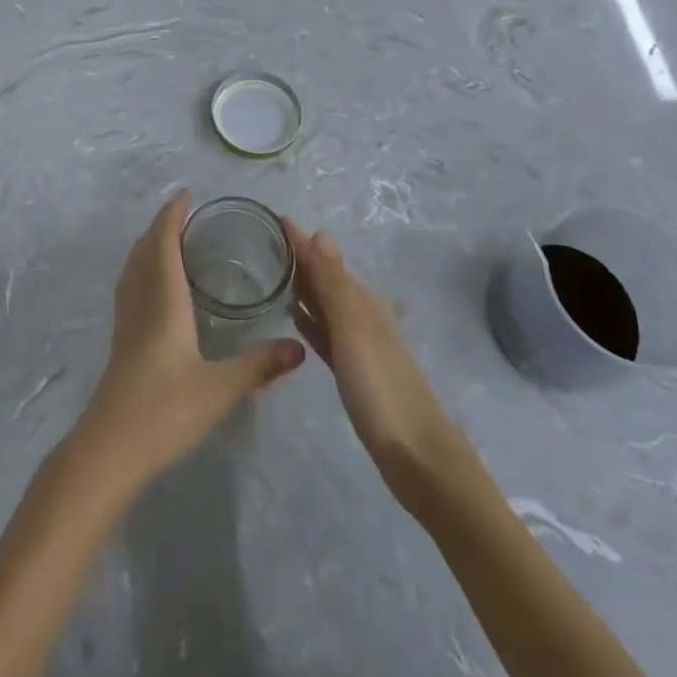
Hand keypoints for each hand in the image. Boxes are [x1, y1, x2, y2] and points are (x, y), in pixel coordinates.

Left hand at [76, 191, 304, 485]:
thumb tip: (299, 348)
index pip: (163, 242)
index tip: (186, 194)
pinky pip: (130, 287)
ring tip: (171, 240)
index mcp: (163, 300)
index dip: (173, 215)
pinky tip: (155, 288)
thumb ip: (259, 366)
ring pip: (134, 268)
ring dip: (149, 245)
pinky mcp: (121, 341)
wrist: (110, 448)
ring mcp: (126, 321)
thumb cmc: (164, 411)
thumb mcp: (220, 389)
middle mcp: (141, 301)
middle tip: (186, 213)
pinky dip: (143, 269)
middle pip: (145, 249)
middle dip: (162, 225)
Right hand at [284, 219, 463, 499]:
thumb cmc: (381, 388)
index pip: (324, 259)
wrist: (416, 456)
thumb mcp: (354, 329)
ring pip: (324, 304)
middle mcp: (361, 315)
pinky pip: (325, 333)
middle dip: (298, 259)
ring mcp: (358, 345)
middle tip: (260, 243)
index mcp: (362, 301)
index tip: (269, 220)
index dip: (299, 240)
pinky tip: (295, 319)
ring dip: (302, 288)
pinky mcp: (353, 372)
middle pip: (325, 278)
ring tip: (269, 275)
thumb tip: (319, 231)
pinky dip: (310, 319)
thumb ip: (334, 284)